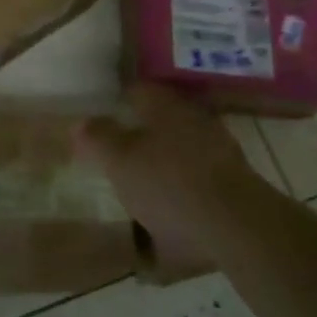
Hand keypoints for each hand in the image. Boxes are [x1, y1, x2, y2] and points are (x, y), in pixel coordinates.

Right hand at [75, 82, 259, 270]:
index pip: (136, 90)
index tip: (101, 116)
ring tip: (141, 177)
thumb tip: (81, 122)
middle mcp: (194, 117)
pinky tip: (169, 201)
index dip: (116, 100)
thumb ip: (98, 138)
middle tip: (117, 148)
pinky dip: (181, 179)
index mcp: (165, 105)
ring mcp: (218, 147)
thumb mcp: (119, 161)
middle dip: (140, 129)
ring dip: (163, 155)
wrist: (236, 226)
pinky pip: (197, 170)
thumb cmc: (168, 184)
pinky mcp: (233, 178)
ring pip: (181, 143)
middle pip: (161, 116)